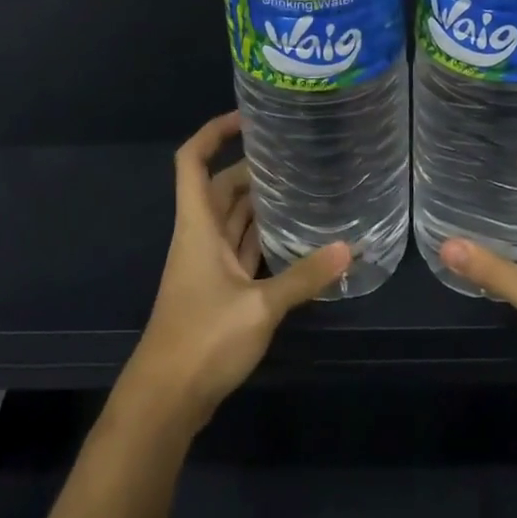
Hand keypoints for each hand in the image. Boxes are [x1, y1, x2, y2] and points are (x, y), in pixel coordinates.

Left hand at [127, 112, 349, 431]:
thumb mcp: (259, 307)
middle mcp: (200, 237)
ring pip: (232, 219)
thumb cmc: (203, 339)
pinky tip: (294, 237)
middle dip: (251, 168)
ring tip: (300, 186)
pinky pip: (241, 249)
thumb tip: (350, 248)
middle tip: (294, 155)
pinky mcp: (218, 291)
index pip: (192, 161)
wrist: (166, 399)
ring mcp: (207, 265)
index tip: (247, 118)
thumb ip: (304, 277)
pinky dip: (262, 238)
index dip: (213, 132)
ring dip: (259, 203)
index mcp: (198, 226)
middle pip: (221, 187)